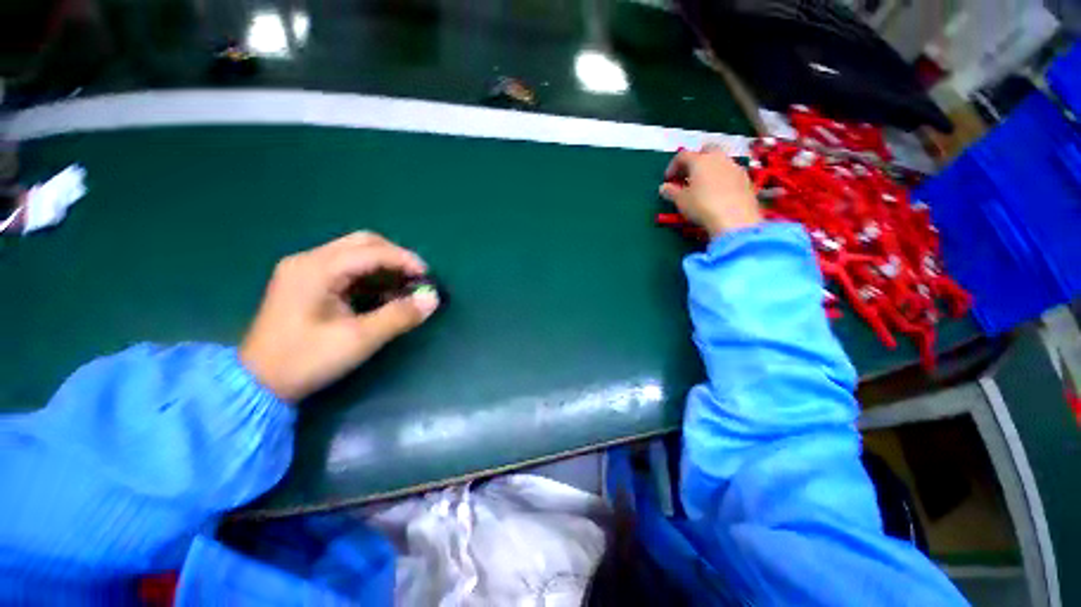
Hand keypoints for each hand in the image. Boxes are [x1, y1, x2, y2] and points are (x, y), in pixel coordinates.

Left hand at [240, 232, 439, 401]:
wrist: (258, 383)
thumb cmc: (306, 360)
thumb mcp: (359, 340)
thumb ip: (399, 316)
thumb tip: (432, 299)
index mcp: (316, 269)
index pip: (371, 251)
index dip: (405, 260)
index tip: (428, 278)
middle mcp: (309, 260)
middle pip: (363, 243)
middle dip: (395, 257)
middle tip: (416, 278)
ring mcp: (305, 269)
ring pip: (355, 253)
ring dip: (384, 265)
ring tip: (404, 286)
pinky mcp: (306, 282)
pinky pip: (347, 267)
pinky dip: (371, 275)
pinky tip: (383, 293)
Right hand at [659, 148, 762, 237]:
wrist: (735, 218)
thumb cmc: (702, 206)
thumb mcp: (681, 201)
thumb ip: (671, 192)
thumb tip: (664, 187)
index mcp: (700, 160)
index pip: (682, 156)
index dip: (672, 166)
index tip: (668, 180)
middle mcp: (718, 158)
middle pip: (705, 151)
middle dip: (695, 161)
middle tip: (687, 176)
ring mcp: (735, 167)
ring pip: (720, 161)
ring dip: (709, 169)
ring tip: (702, 186)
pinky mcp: (746, 179)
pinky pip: (730, 173)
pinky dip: (721, 178)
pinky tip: (718, 193)